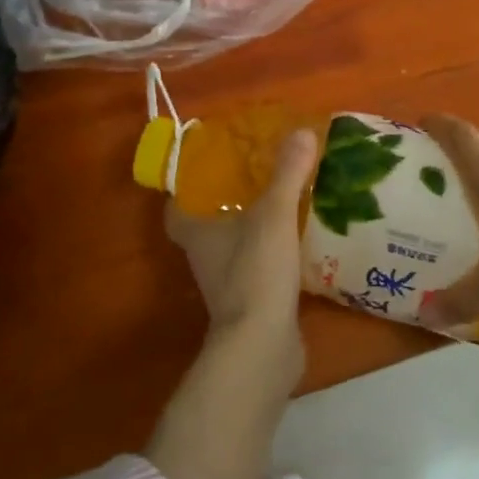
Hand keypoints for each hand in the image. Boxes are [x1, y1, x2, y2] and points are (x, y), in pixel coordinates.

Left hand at [165, 128, 318, 335]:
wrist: (263, 347)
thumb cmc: (255, 272)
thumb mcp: (273, 215)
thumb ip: (287, 174)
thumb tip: (302, 131)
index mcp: (197, 235)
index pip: (176, 211)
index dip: (184, 191)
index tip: (205, 171)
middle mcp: (206, 259)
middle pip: (207, 227)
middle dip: (226, 206)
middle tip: (255, 179)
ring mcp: (228, 286)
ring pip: (234, 249)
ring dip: (252, 231)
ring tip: (284, 205)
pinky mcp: (252, 305)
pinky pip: (258, 271)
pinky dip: (273, 257)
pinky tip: (300, 244)